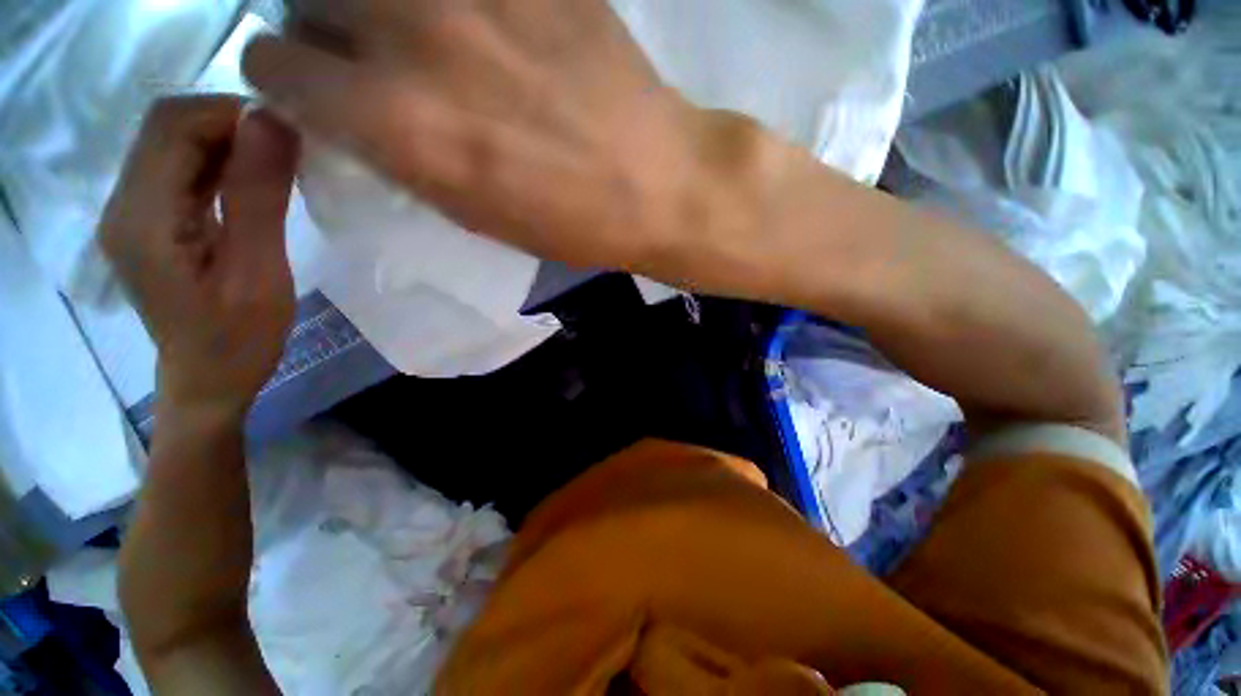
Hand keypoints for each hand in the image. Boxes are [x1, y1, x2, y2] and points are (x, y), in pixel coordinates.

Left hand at [99, 96, 298, 418]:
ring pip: (173, 143)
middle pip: (167, 126)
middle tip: (287, 150)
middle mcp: (124, 204)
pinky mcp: (148, 220)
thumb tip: (272, 123)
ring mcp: (132, 211)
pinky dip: (218, 161)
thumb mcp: (258, 271)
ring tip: (277, 166)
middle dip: (230, 122)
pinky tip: (251, 182)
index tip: (289, 136)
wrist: (208, 380)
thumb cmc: (239, 339)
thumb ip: (256, 196)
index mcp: (142, 218)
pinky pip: (179, 168)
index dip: (231, 114)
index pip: (173, 126)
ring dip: (227, 141)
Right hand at [242, 0, 726, 271]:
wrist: (655, 185)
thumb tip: (355, 109)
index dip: (283, 77)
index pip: (275, 70)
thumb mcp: (476, 215)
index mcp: (399, 125)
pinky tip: (476, 23)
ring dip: (376, 2)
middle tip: (358, 47)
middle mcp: (414, 39)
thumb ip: (403, 155)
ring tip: (417, 32)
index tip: (306, 83)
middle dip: (319, 25)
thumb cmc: (571, 223)